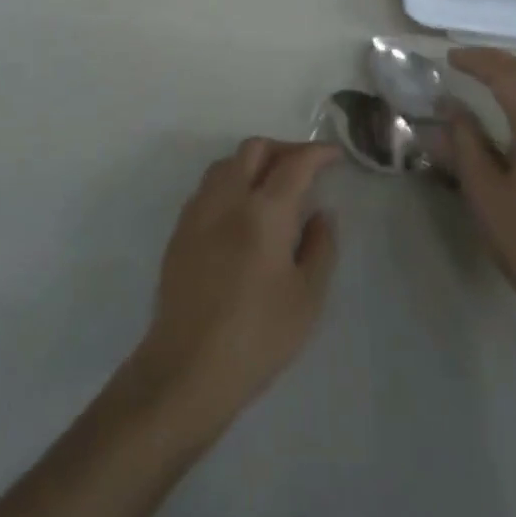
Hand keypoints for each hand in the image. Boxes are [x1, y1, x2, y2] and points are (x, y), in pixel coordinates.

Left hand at [131, 139, 339, 431]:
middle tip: (306, 167)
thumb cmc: (258, 336)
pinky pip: (209, 186)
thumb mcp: (307, 298)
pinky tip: (243, 209)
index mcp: (264, 211)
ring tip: (274, 184)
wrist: (188, 367)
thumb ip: (320, 247)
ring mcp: (199, 210)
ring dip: (254, 161)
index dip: (317, 153)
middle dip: (284, 149)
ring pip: (227, 162)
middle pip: (255, 149)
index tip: (334, 155)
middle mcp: (228, 198)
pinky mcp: (180, 229)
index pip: (294, 164)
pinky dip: (232, 181)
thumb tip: (321, 213)